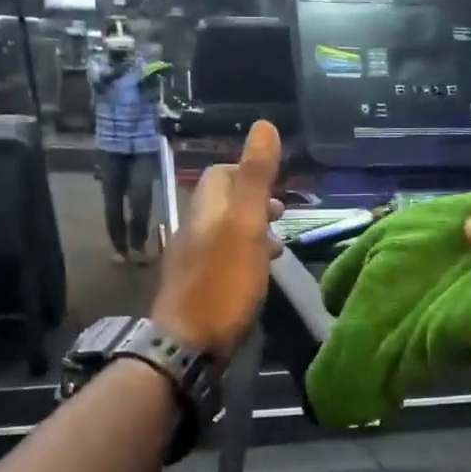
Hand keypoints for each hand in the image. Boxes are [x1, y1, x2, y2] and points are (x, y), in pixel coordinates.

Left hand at [152, 120, 283, 354]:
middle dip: (254, 203)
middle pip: (223, 204)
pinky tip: (257, 274)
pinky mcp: (196, 287)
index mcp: (205, 211)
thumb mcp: (245, 226)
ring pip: (225, 232)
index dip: (248, 172)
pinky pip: (222, 259)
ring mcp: (192, 260)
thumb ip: (255, 178)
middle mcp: (193, 230)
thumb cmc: (223, 284)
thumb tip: (263, 126)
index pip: (221, 175)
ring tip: (278, 245)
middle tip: (282, 216)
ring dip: (252, 231)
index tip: (276, 187)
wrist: (188, 345)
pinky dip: (243, 256)